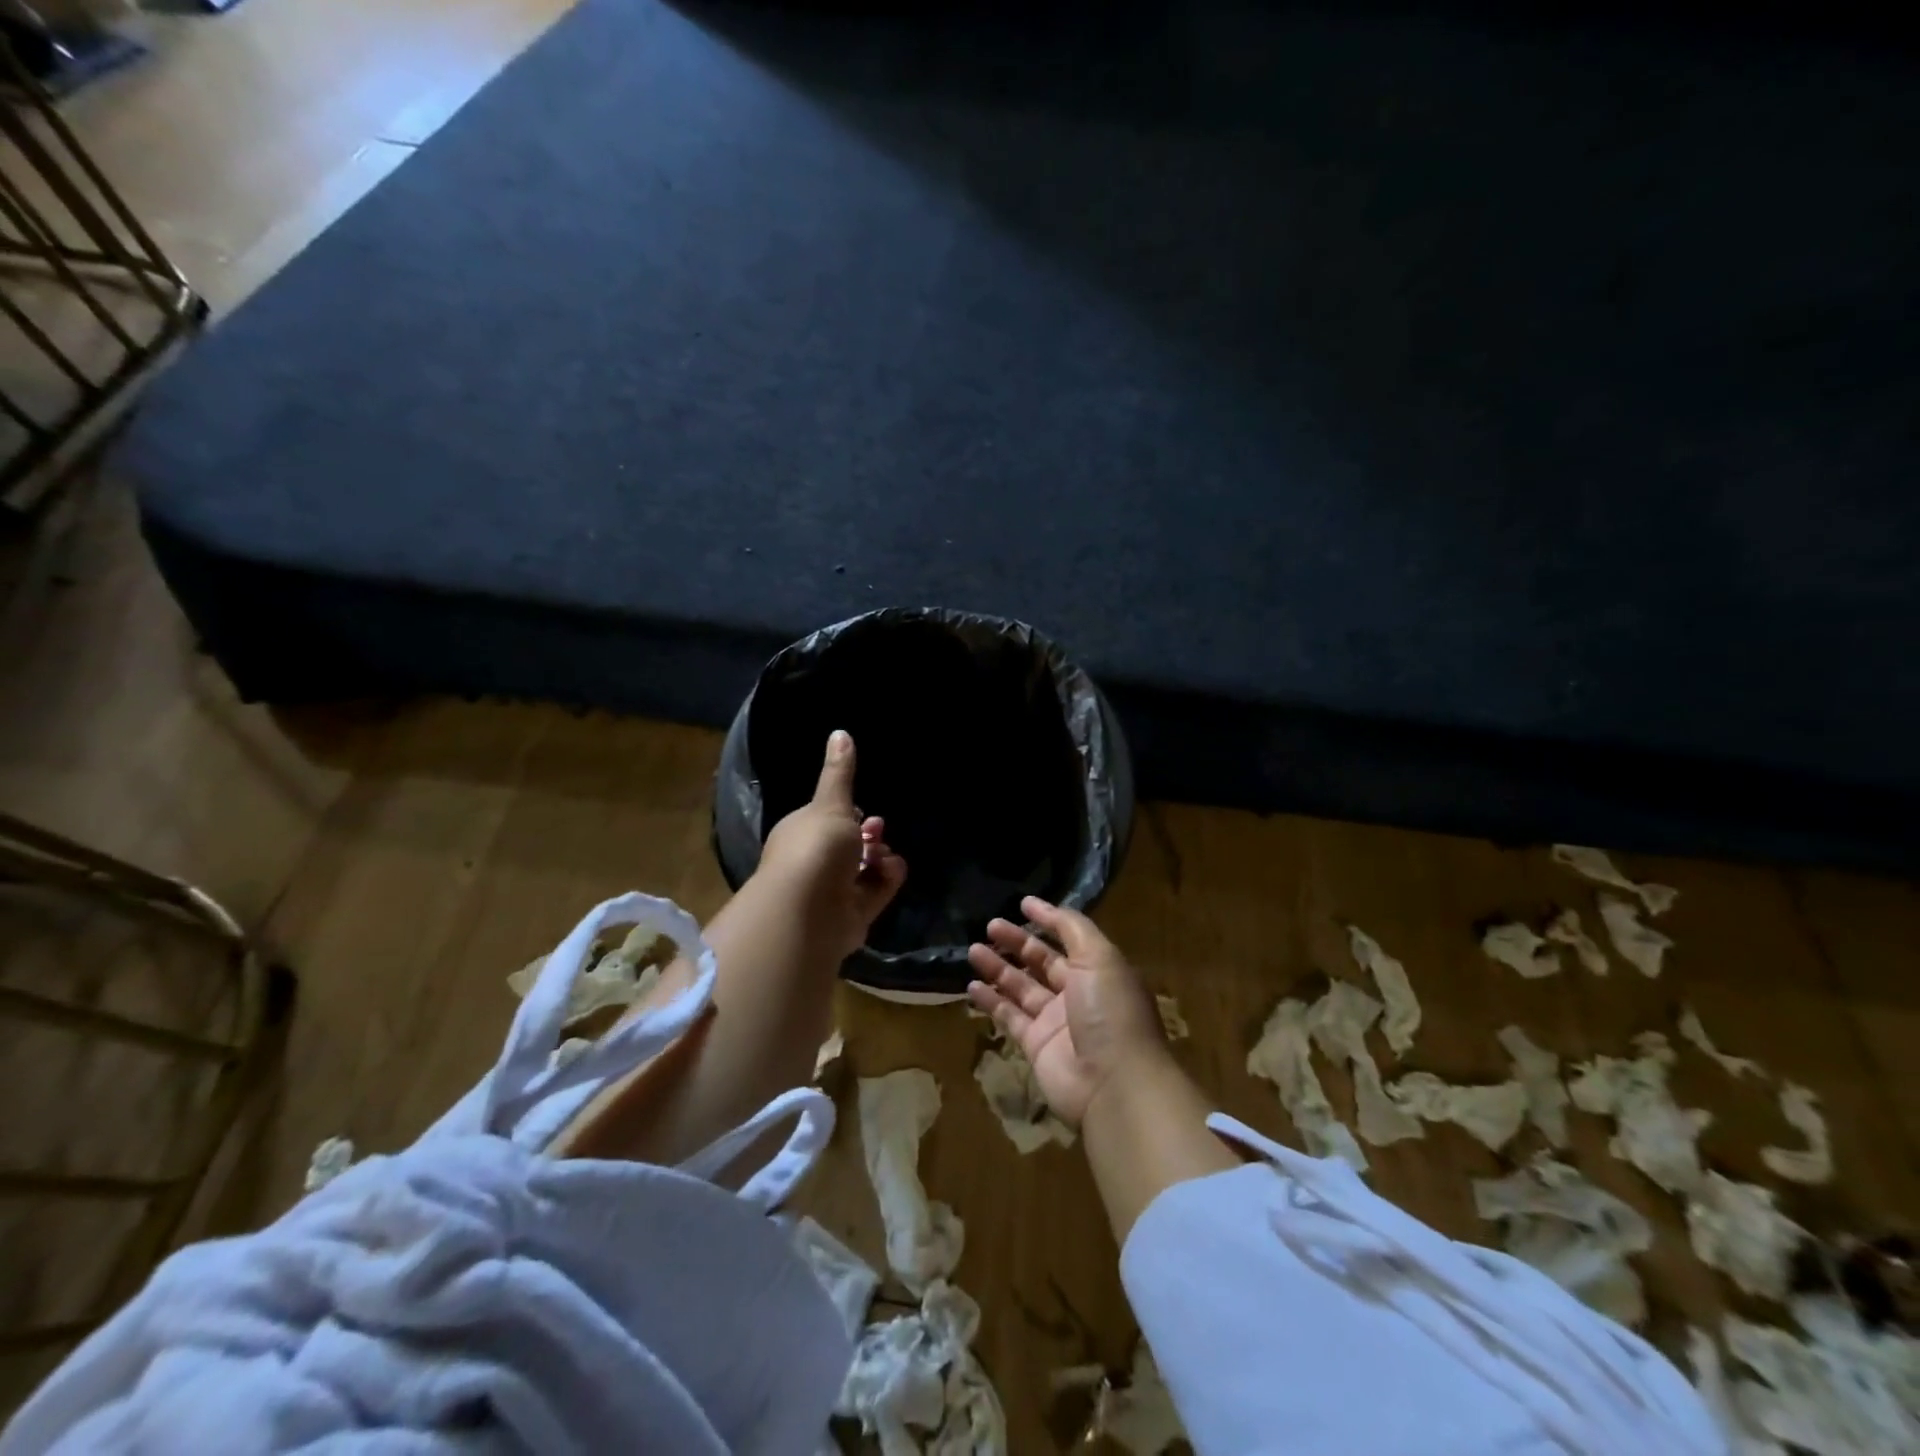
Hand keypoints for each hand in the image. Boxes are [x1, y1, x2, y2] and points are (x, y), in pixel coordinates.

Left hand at [756, 730, 907, 960]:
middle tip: (879, 830)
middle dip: (868, 836)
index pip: (826, 821)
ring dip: (880, 857)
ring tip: (885, 854)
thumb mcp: (831, 804)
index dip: (847, 814)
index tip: (863, 808)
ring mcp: (832, 891)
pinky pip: (875, 891)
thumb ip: (840, 773)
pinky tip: (893, 869)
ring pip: (864, 869)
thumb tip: (840, 732)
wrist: (808, 912)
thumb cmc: (815, 849)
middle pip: (848, 846)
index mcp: (801, 833)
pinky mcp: (852, 914)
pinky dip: (887, 879)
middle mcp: (813, 863)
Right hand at [966, 896, 1167, 1125]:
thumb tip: (1044, 907)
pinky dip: (992, 1001)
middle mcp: (1077, 993)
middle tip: (989, 925)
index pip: (1068, 938)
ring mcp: (1055, 1021)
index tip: (1022, 904)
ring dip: (998, 968)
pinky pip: (1010, 1017)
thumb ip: (1072, 928)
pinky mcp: (1036, 1046)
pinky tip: (972, 986)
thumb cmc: (1110, 1011)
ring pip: (1021, 987)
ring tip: (973, 950)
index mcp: (1098, 970)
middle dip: (1016, 942)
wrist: (1114, 1085)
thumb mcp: (1099, 957)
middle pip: (1041, 961)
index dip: (1047, 920)